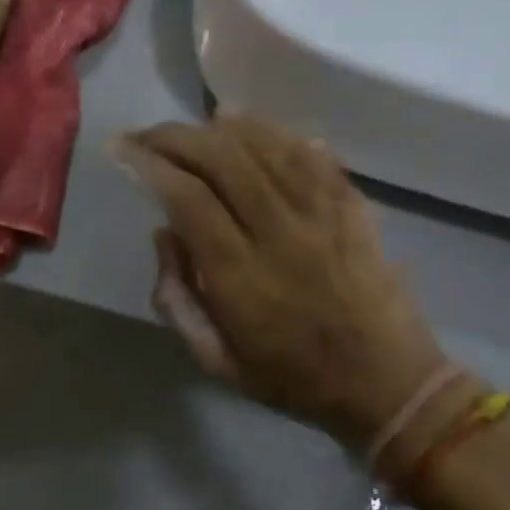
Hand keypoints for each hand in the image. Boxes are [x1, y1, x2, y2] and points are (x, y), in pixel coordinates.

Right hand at [113, 114, 459, 459]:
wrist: (388, 383)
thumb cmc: (294, 378)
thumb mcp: (217, 360)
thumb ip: (178, 300)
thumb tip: (164, 233)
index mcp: (242, 278)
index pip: (187, 199)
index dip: (149, 165)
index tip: (121, 148)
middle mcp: (281, 235)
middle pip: (223, 160)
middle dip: (176, 137)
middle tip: (148, 135)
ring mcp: (323, 215)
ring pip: (266, 147)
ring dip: (221, 128)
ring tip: (193, 128)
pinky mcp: (353, 206)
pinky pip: (309, 154)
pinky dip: (273, 132)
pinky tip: (249, 125)